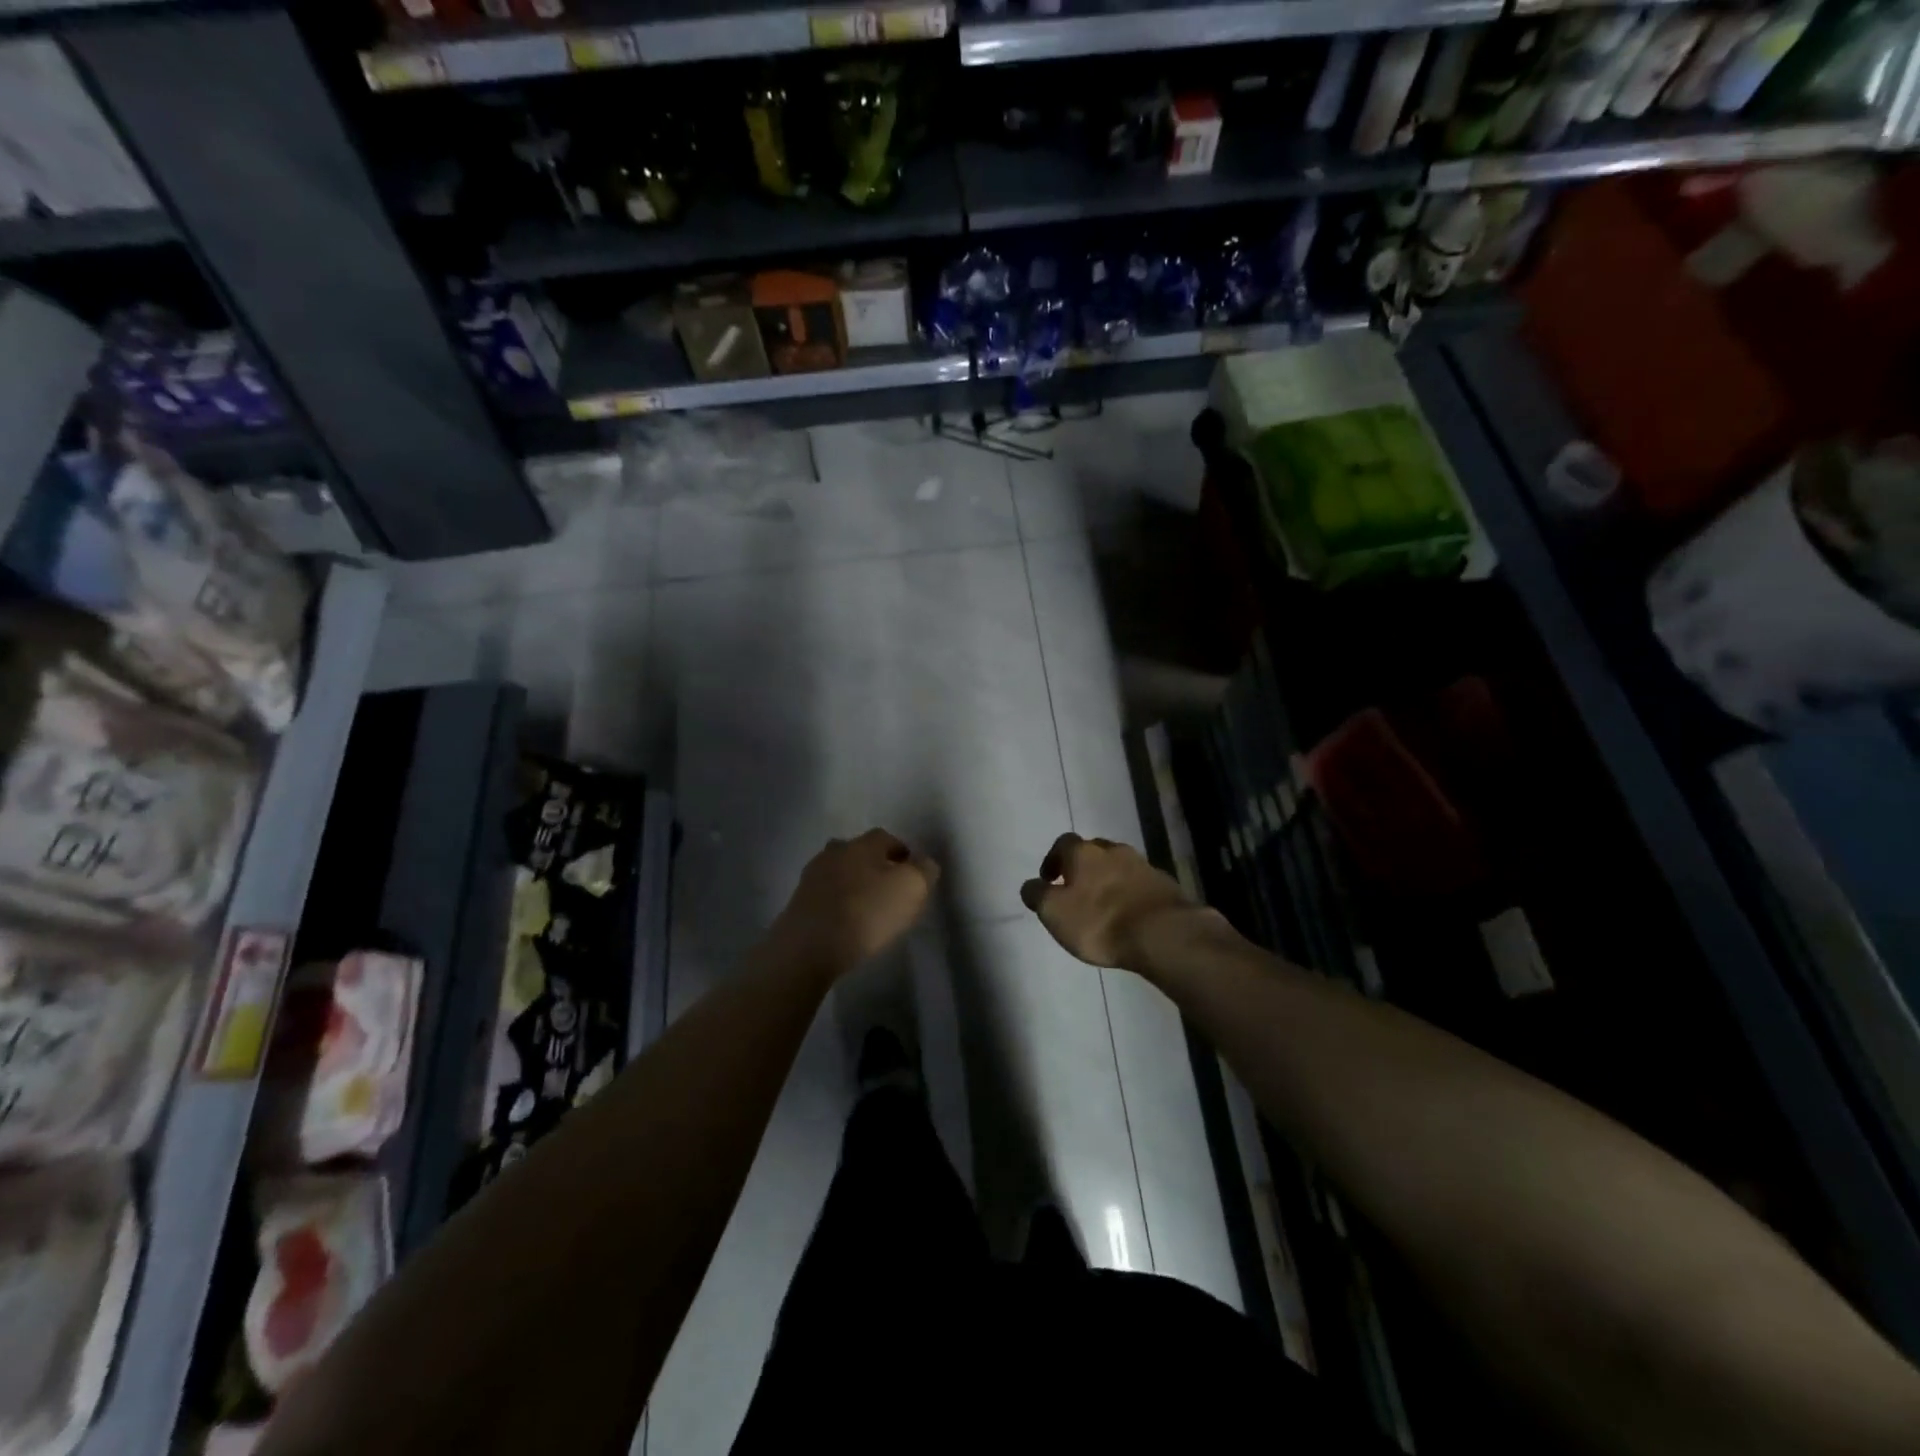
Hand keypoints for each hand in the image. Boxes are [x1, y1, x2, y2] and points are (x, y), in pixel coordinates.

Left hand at [772, 829, 939, 976]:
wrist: (809, 946)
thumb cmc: (866, 912)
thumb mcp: (911, 888)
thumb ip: (924, 870)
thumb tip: (924, 862)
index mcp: (863, 844)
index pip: (888, 838)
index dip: (903, 854)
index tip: (913, 875)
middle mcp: (835, 852)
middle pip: (860, 853)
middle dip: (875, 867)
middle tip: (890, 891)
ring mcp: (812, 876)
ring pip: (840, 873)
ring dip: (854, 885)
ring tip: (867, 909)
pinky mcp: (798, 902)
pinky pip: (826, 896)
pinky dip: (838, 904)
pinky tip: (846, 923)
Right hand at [1020, 833, 1205, 971]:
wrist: (1163, 933)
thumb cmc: (1099, 921)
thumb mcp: (1054, 912)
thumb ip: (1037, 895)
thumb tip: (1031, 885)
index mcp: (1083, 853)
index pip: (1062, 843)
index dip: (1053, 859)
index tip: (1049, 879)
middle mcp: (1113, 850)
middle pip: (1093, 851)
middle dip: (1083, 867)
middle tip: (1076, 890)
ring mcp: (1142, 865)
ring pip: (1119, 865)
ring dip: (1108, 879)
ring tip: (1103, 905)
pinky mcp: (1165, 885)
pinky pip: (1140, 883)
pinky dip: (1130, 893)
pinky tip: (1129, 914)